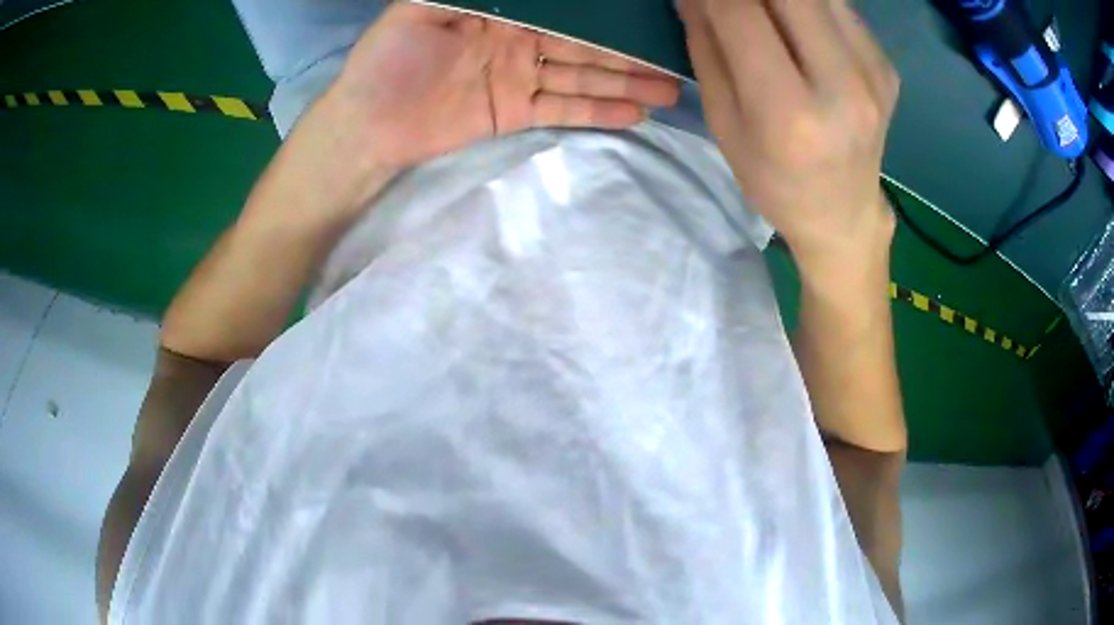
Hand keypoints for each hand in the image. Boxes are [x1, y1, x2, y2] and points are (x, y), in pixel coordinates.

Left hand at [326, 2, 680, 171]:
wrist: (366, 126)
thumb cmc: (386, 61)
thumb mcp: (419, 9)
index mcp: (500, 14)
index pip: (562, 11)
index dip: (601, 14)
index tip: (640, 16)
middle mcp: (519, 42)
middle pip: (584, 45)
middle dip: (629, 52)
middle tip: (674, 60)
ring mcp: (520, 79)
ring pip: (583, 76)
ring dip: (626, 83)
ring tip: (670, 90)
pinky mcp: (516, 114)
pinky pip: (564, 110)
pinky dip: (598, 112)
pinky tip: (634, 114)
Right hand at [680, 0, 898, 275]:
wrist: (843, 215)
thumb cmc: (774, 178)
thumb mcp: (724, 123)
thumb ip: (708, 47)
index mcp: (790, 114)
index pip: (740, 12)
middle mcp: (842, 87)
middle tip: (736, 3)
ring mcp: (873, 73)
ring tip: (765, 14)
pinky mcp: (887, 65)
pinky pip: (839, 7)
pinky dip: (807, 4)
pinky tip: (797, 24)